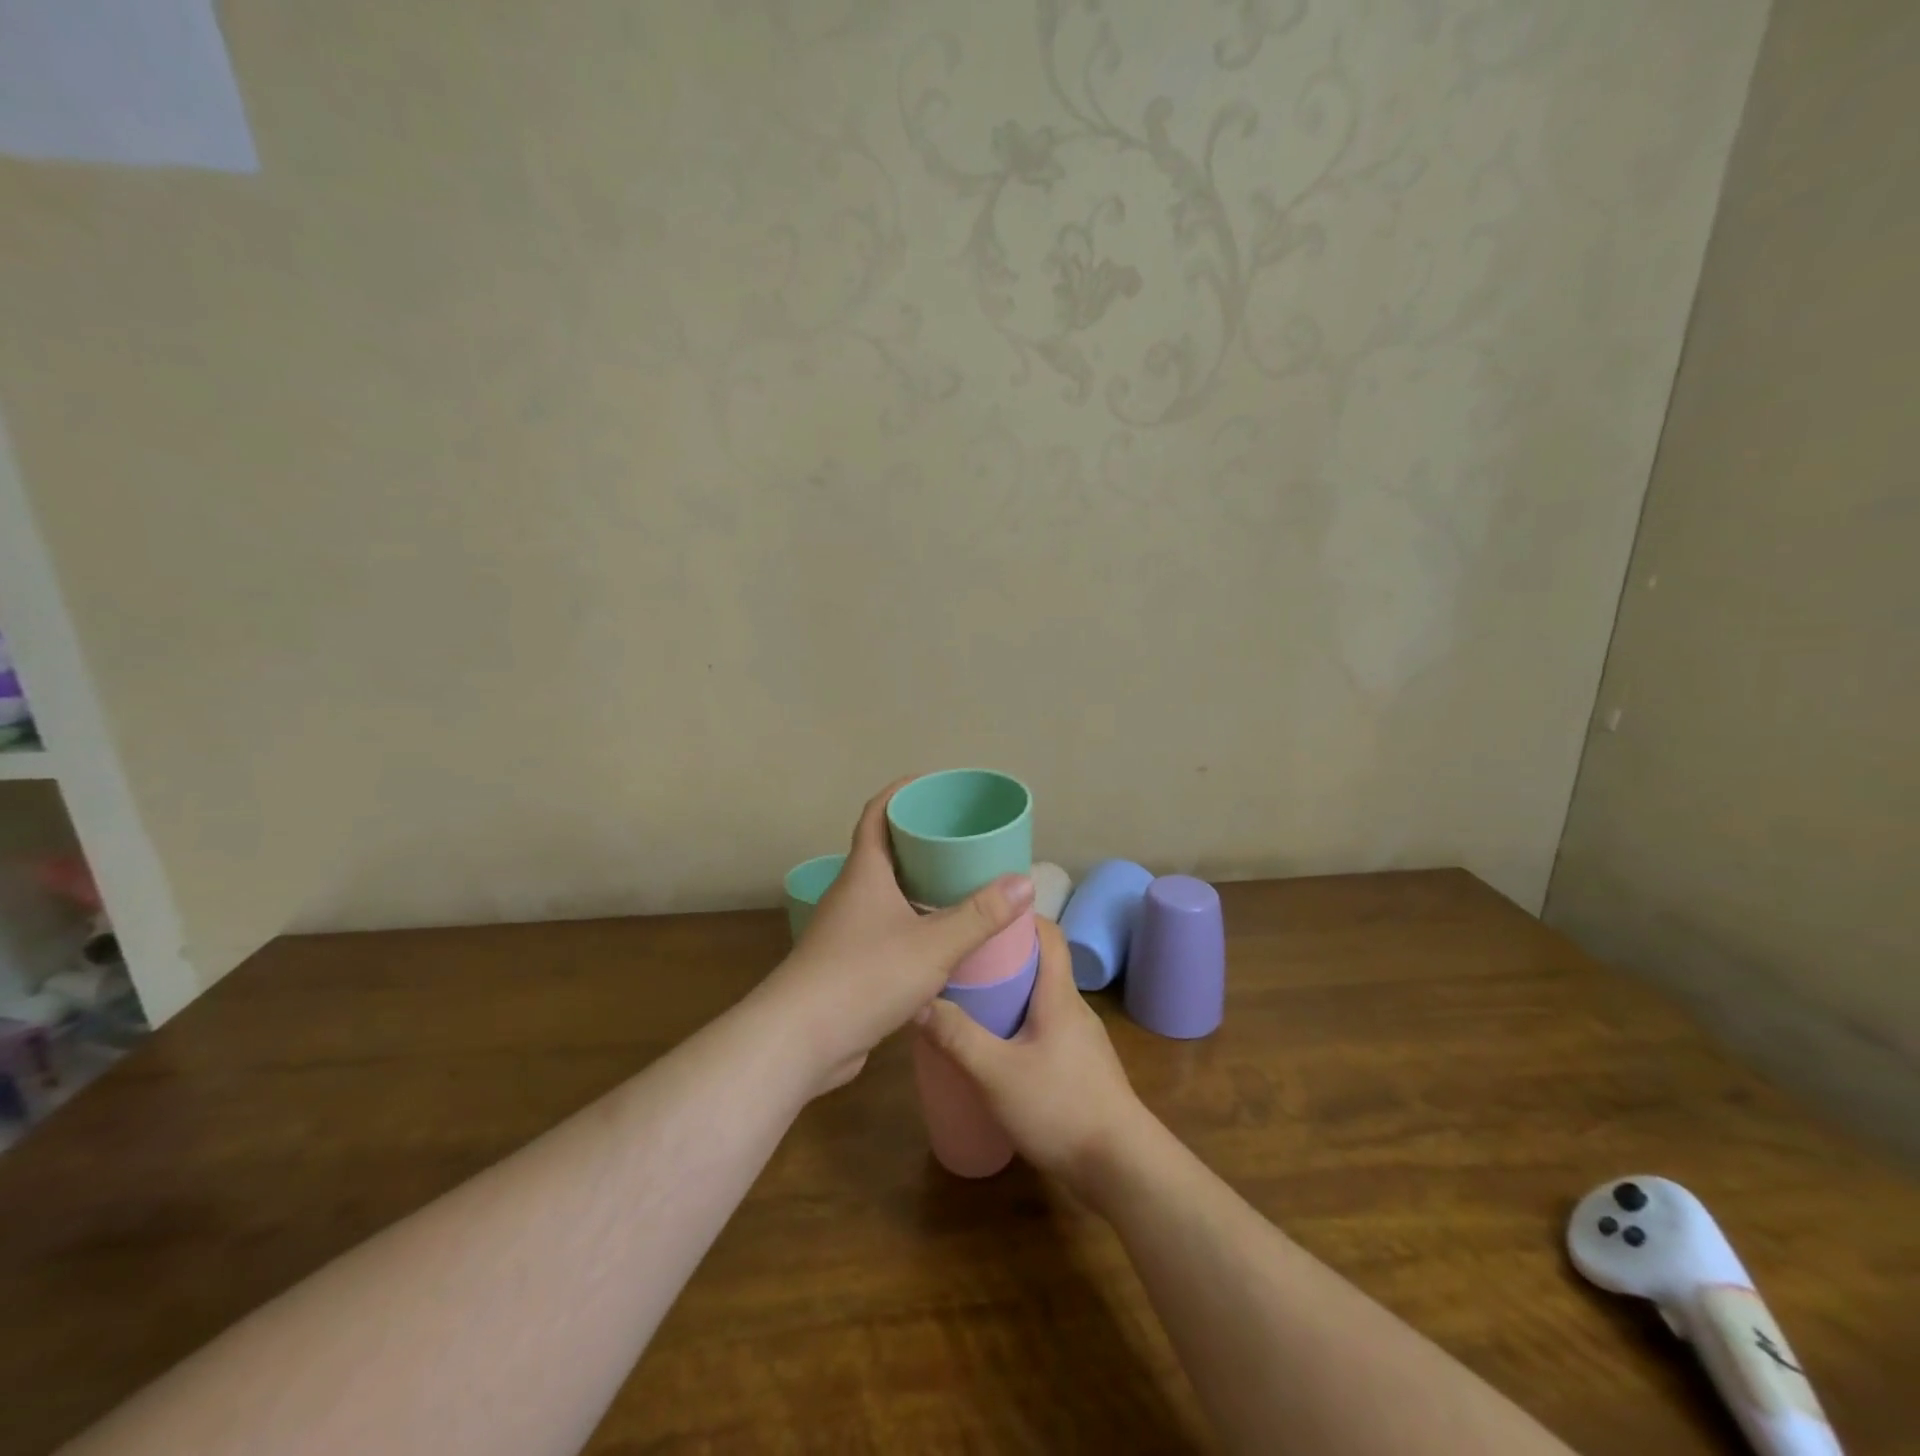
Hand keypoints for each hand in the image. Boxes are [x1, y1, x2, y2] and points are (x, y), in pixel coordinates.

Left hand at [768, 779, 1033, 1089]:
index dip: (903, 792)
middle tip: (965, 839)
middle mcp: (852, 893)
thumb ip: (980, 916)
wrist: (799, 1041)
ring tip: (963, 886)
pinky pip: (886, 929)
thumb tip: (1025, 882)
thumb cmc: (864, 976)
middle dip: (923, 840)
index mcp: (864, 872)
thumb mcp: (932, 944)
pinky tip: (941, 940)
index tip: (936, 786)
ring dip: (920, 886)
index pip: (878, 813)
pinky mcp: (848, 964)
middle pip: (886, 851)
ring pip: (887, 894)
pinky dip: (913, 924)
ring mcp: (847, 930)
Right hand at [914, 918, 1151, 1196]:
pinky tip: (996, 1051)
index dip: (1020, 916)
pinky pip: (1047, 1030)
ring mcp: (1081, 1040)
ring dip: (1011, 995)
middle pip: (1041, 965)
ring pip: (1042, 1001)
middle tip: (961, 961)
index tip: (983, 913)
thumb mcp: (997, 1073)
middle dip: (1003, 957)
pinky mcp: (1081, 1068)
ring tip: (970, 1003)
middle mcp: (1074, 1009)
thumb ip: (958, 1037)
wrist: (1122, 1166)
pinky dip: (1020, 1026)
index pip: (1049, 934)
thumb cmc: (1061, 1107)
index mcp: (1059, 996)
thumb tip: (918, 1001)